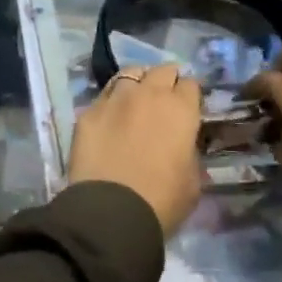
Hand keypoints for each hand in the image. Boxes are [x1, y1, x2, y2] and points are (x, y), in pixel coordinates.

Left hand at [69, 63, 203, 235]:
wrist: (112, 211)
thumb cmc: (162, 200)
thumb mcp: (193, 180)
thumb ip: (189, 152)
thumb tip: (182, 146)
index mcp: (181, 109)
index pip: (190, 85)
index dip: (189, 95)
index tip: (187, 107)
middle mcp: (149, 94)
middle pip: (162, 70)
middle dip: (166, 80)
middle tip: (164, 98)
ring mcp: (115, 98)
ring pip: (130, 73)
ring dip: (137, 82)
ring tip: (136, 98)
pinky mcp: (89, 111)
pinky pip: (104, 94)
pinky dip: (111, 100)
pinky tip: (111, 115)